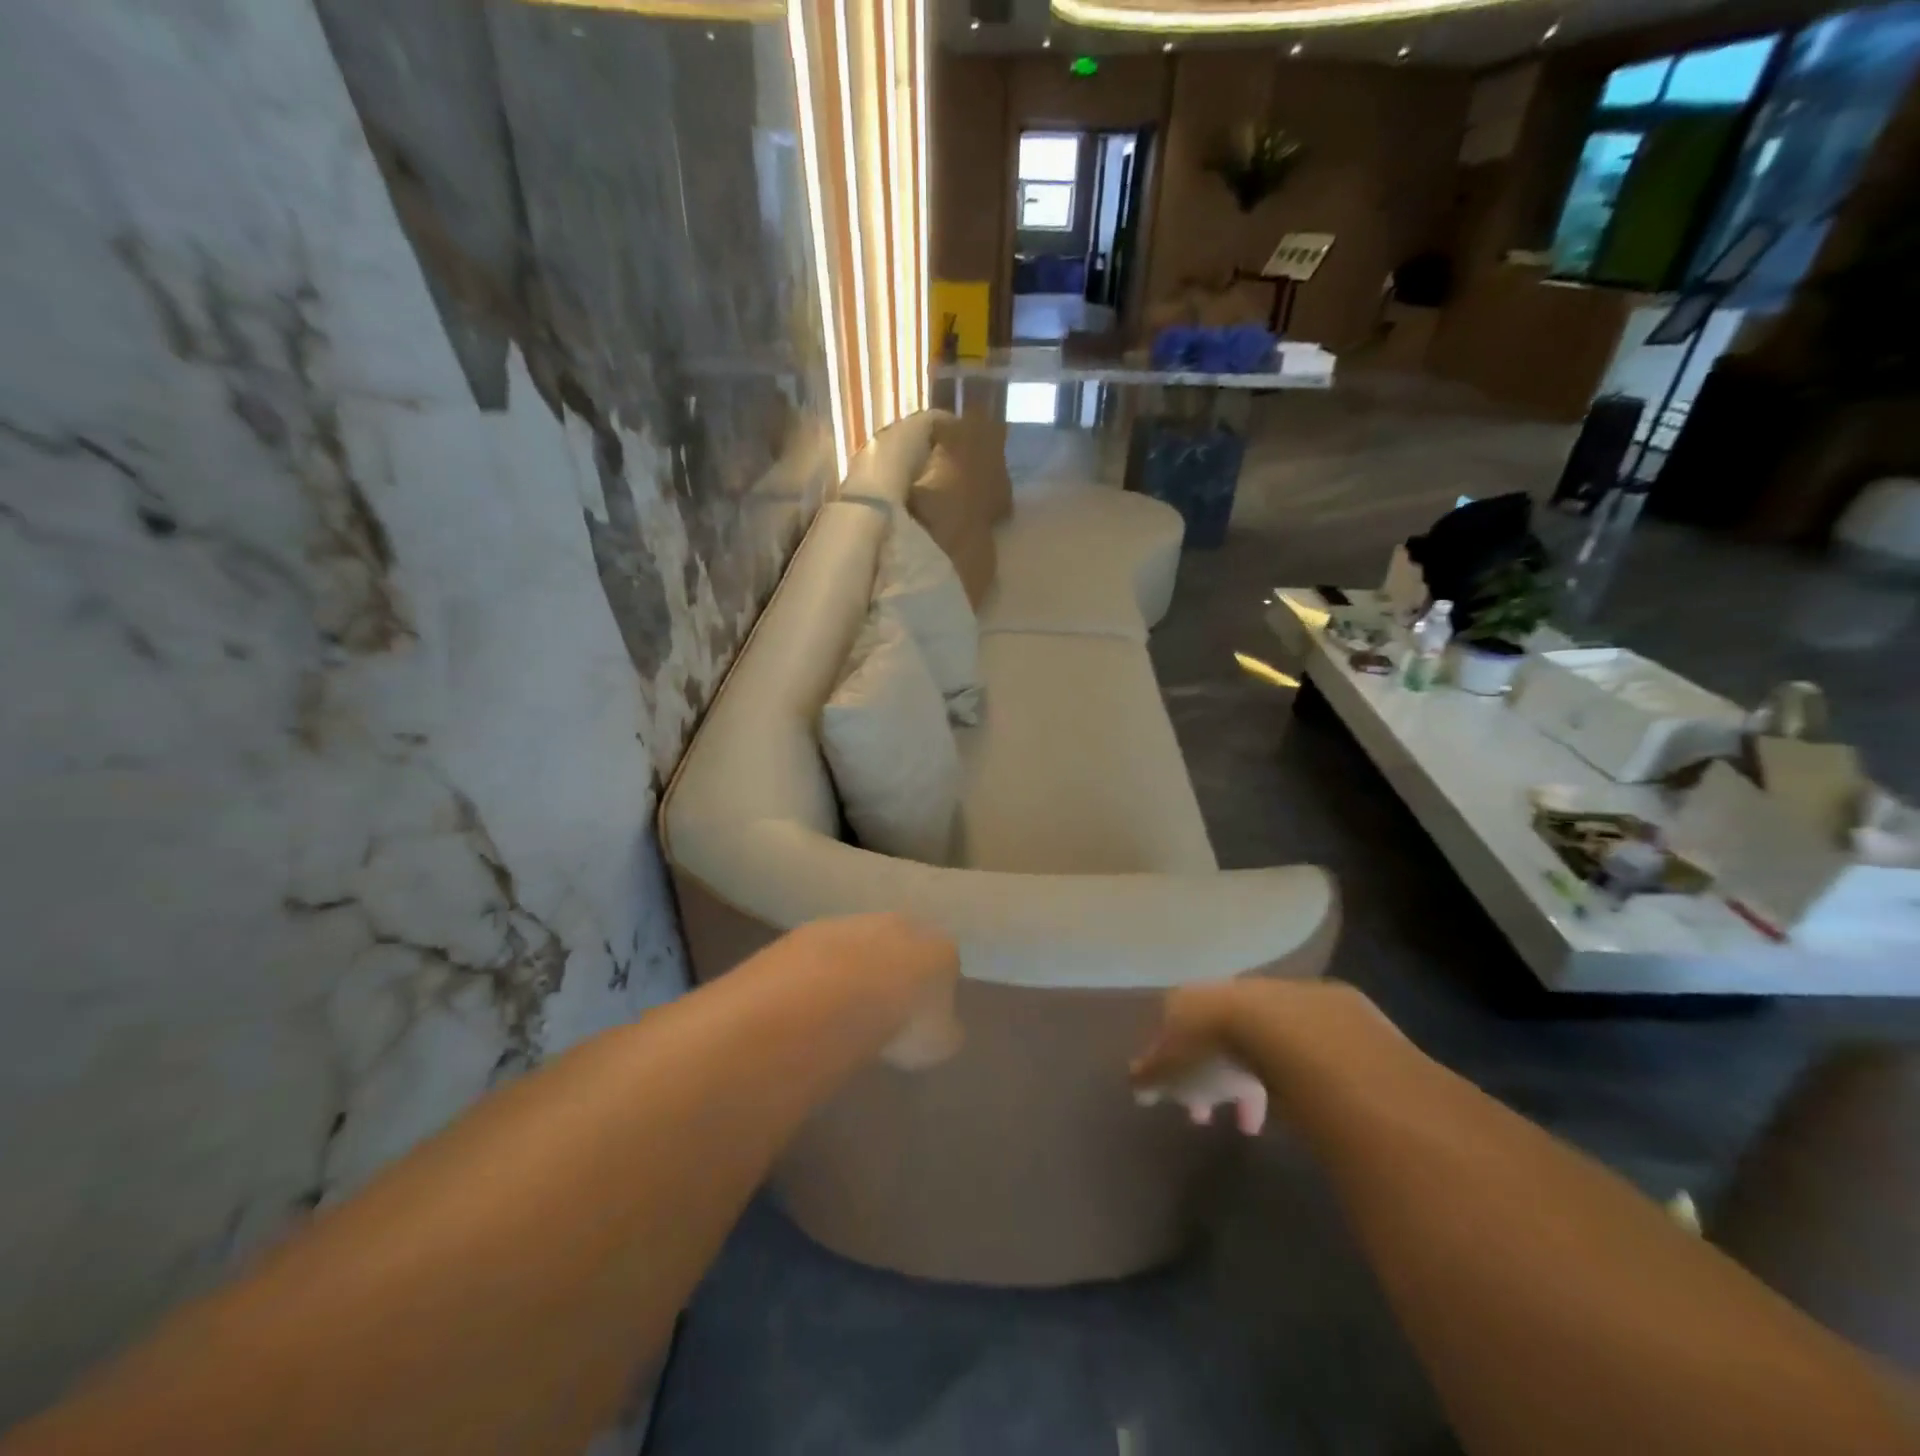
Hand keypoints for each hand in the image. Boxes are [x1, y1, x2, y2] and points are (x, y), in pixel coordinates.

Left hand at [798, 914, 963, 1070]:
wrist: (833, 995)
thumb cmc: (900, 1021)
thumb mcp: (938, 1044)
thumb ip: (945, 1031)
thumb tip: (942, 1029)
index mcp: (940, 948)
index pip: (946, 963)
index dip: (935, 989)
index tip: (922, 1015)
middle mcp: (904, 924)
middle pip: (905, 945)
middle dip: (896, 970)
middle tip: (884, 1007)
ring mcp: (858, 922)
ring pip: (864, 943)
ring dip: (859, 966)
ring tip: (845, 1005)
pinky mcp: (818, 928)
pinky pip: (828, 951)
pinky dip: (825, 969)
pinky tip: (817, 996)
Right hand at [1131, 979, 1389, 1135]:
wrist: (1286, 1029)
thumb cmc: (1212, 1051)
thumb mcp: (1167, 1074)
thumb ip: (1148, 1079)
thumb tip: (1136, 1085)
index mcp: (1182, 1003)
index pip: (1167, 1033)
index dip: (1167, 1069)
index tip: (1177, 1102)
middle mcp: (1219, 994)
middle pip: (1207, 1037)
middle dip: (1205, 1077)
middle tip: (1207, 1115)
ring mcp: (1263, 1001)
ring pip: (1247, 1044)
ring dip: (1243, 1080)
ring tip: (1251, 1121)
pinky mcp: (1306, 1014)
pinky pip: (1284, 1049)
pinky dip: (1279, 1075)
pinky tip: (1286, 1100)